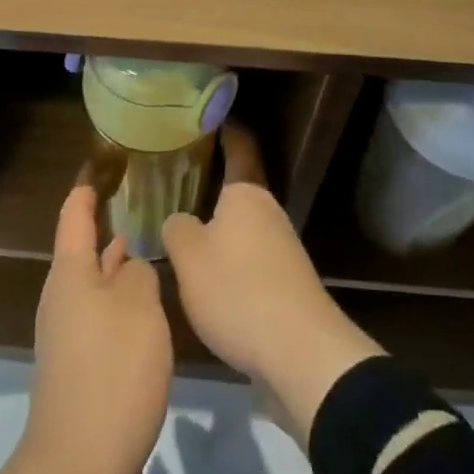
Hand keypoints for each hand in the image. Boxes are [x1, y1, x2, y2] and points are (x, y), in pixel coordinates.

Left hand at [24, 185, 173, 473]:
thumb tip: (131, 269)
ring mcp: (70, 342)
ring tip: (147, 252)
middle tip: (137, 206)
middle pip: (83, 255)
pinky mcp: (83, 376)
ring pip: (96, 291)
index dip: (86, 190)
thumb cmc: (111, 372)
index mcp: (70, 275)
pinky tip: (149, 317)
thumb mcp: (138, 308)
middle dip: (106, 231)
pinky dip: (124, 310)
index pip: (75, 217)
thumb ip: (140, 275)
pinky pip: (104, 325)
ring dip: (118, 272)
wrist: (82, 471)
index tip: (98, 166)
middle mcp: (64, 302)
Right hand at [163, 125, 383, 446]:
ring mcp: (283, 248)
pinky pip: (250, 258)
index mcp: (246, 194)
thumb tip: (178, 220)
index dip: (224, 131)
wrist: (301, 355)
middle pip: (235, 191)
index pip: (237, 147)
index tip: (204, 118)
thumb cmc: (238, 290)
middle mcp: (268, 212)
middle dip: (208, 188)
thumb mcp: (188, 257)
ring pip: (241, 227)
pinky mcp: (287, 283)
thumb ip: (175, 228)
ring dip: (217, 229)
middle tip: (171, 184)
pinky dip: (229, 260)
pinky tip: (207, 277)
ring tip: (181, 232)